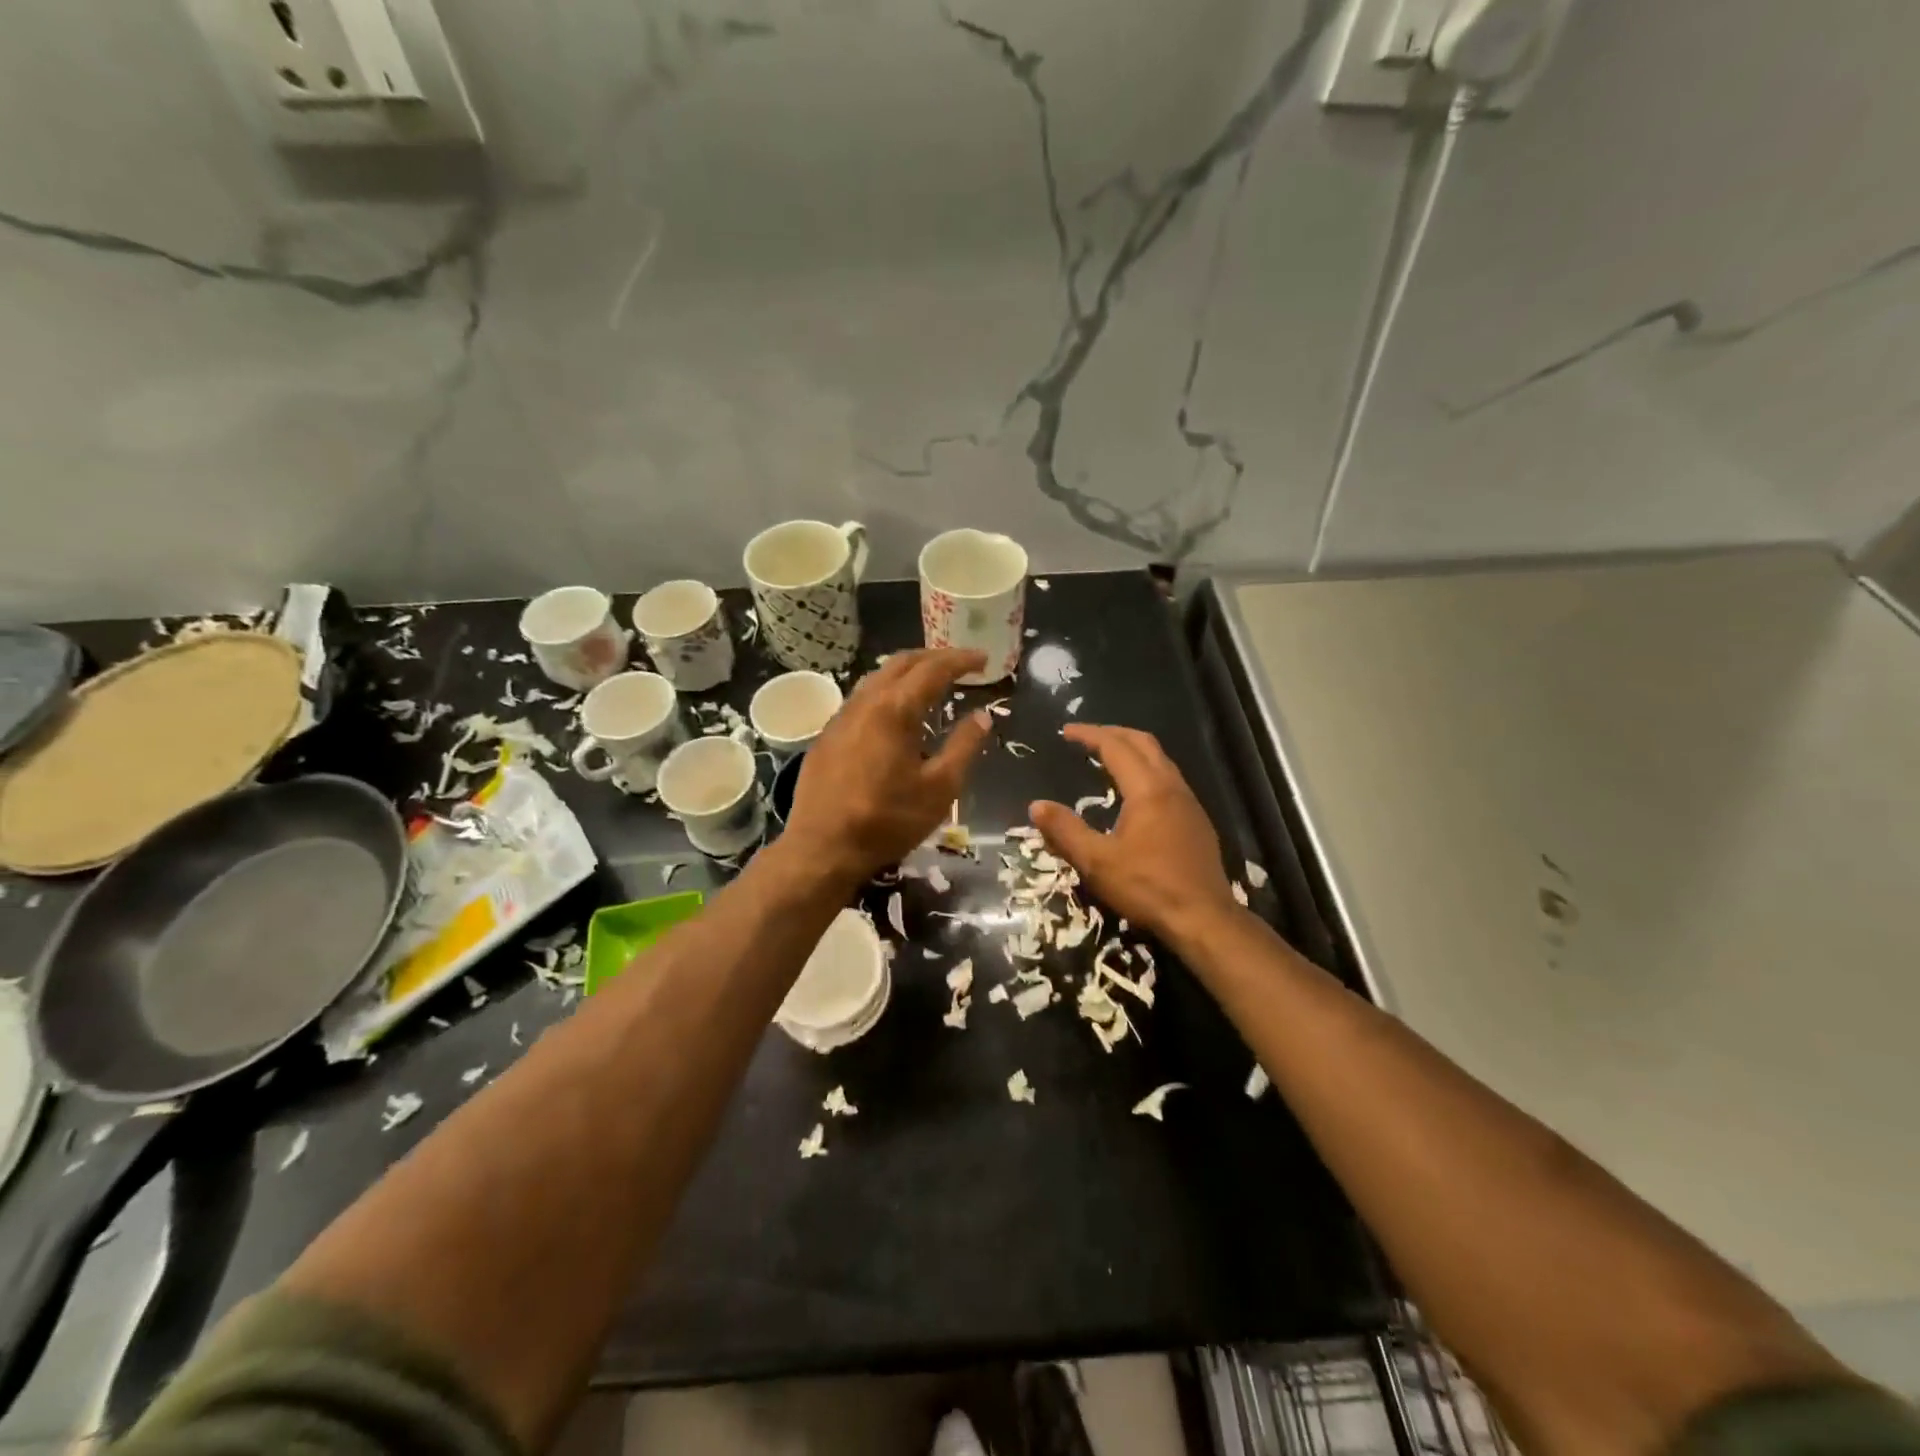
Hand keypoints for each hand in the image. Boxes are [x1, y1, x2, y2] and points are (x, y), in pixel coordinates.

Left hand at [784, 649, 991, 882]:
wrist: (823, 847)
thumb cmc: (888, 820)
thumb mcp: (940, 789)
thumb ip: (964, 747)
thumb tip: (982, 716)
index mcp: (895, 710)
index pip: (933, 669)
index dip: (961, 660)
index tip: (984, 659)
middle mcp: (865, 702)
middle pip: (902, 662)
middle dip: (935, 657)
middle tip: (961, 664)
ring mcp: (841, 716)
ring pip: (877, 677)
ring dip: (908, 671)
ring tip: (931, 681)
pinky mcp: (827, 735)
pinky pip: (862, 697)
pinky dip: (887, 690)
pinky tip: (895, 711)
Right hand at [1030, 725, 1241, 945]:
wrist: (1204, 918)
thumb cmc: (1147, 887)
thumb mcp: (1097, 862)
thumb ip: (1065, 831)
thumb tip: (1036, 805)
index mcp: (1147, 790)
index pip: (1116, 747)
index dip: (1090, 734)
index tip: (1066, 731)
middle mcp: (1172, 787)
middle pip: (1144, 743)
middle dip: (1114, 733)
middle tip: (1087, 737)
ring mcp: (1190, 803)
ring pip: (1161, 760)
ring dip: (1133, 751)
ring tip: (1108, 759)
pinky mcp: (1197, 822)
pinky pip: (1170, 780)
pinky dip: (1147, 771)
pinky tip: (1135, 794)